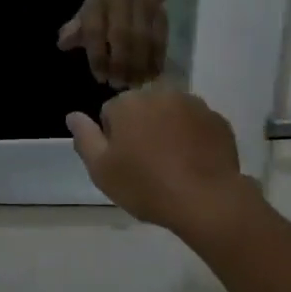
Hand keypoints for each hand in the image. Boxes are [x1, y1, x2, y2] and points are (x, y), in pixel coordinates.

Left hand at [58, 0, 166, 87]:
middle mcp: (122, 2)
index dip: (98, 56)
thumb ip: (75, 30)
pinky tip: (150, 76)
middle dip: (120, 63)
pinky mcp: (162, 17)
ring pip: (145, 40)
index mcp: (99, 2)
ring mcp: (145, 8)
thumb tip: (63, 43)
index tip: (100, 77)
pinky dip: (156, 61)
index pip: (95, 30)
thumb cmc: (106, 8)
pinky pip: (161, 41)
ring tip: (134, 84)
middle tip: (118, 83)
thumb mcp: (87, 13)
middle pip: (123, 35)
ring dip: (139, 66)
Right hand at [66, 90, 259, 237]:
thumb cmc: (146, 185)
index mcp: (129, 102)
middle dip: (141, 128)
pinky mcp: (218, 120)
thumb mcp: (101, 169)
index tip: (123, 163)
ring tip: (172, 165)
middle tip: (146, 164)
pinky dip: (193, 138)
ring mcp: (194, 104)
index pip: (110, 112)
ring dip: (168, 130)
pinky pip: (197, 125)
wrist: (205, 199)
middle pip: (142, 108)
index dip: (113, 139)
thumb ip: (84, 138)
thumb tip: (72, 115)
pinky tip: (194, 164)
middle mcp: (161, 92)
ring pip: (171, 113)